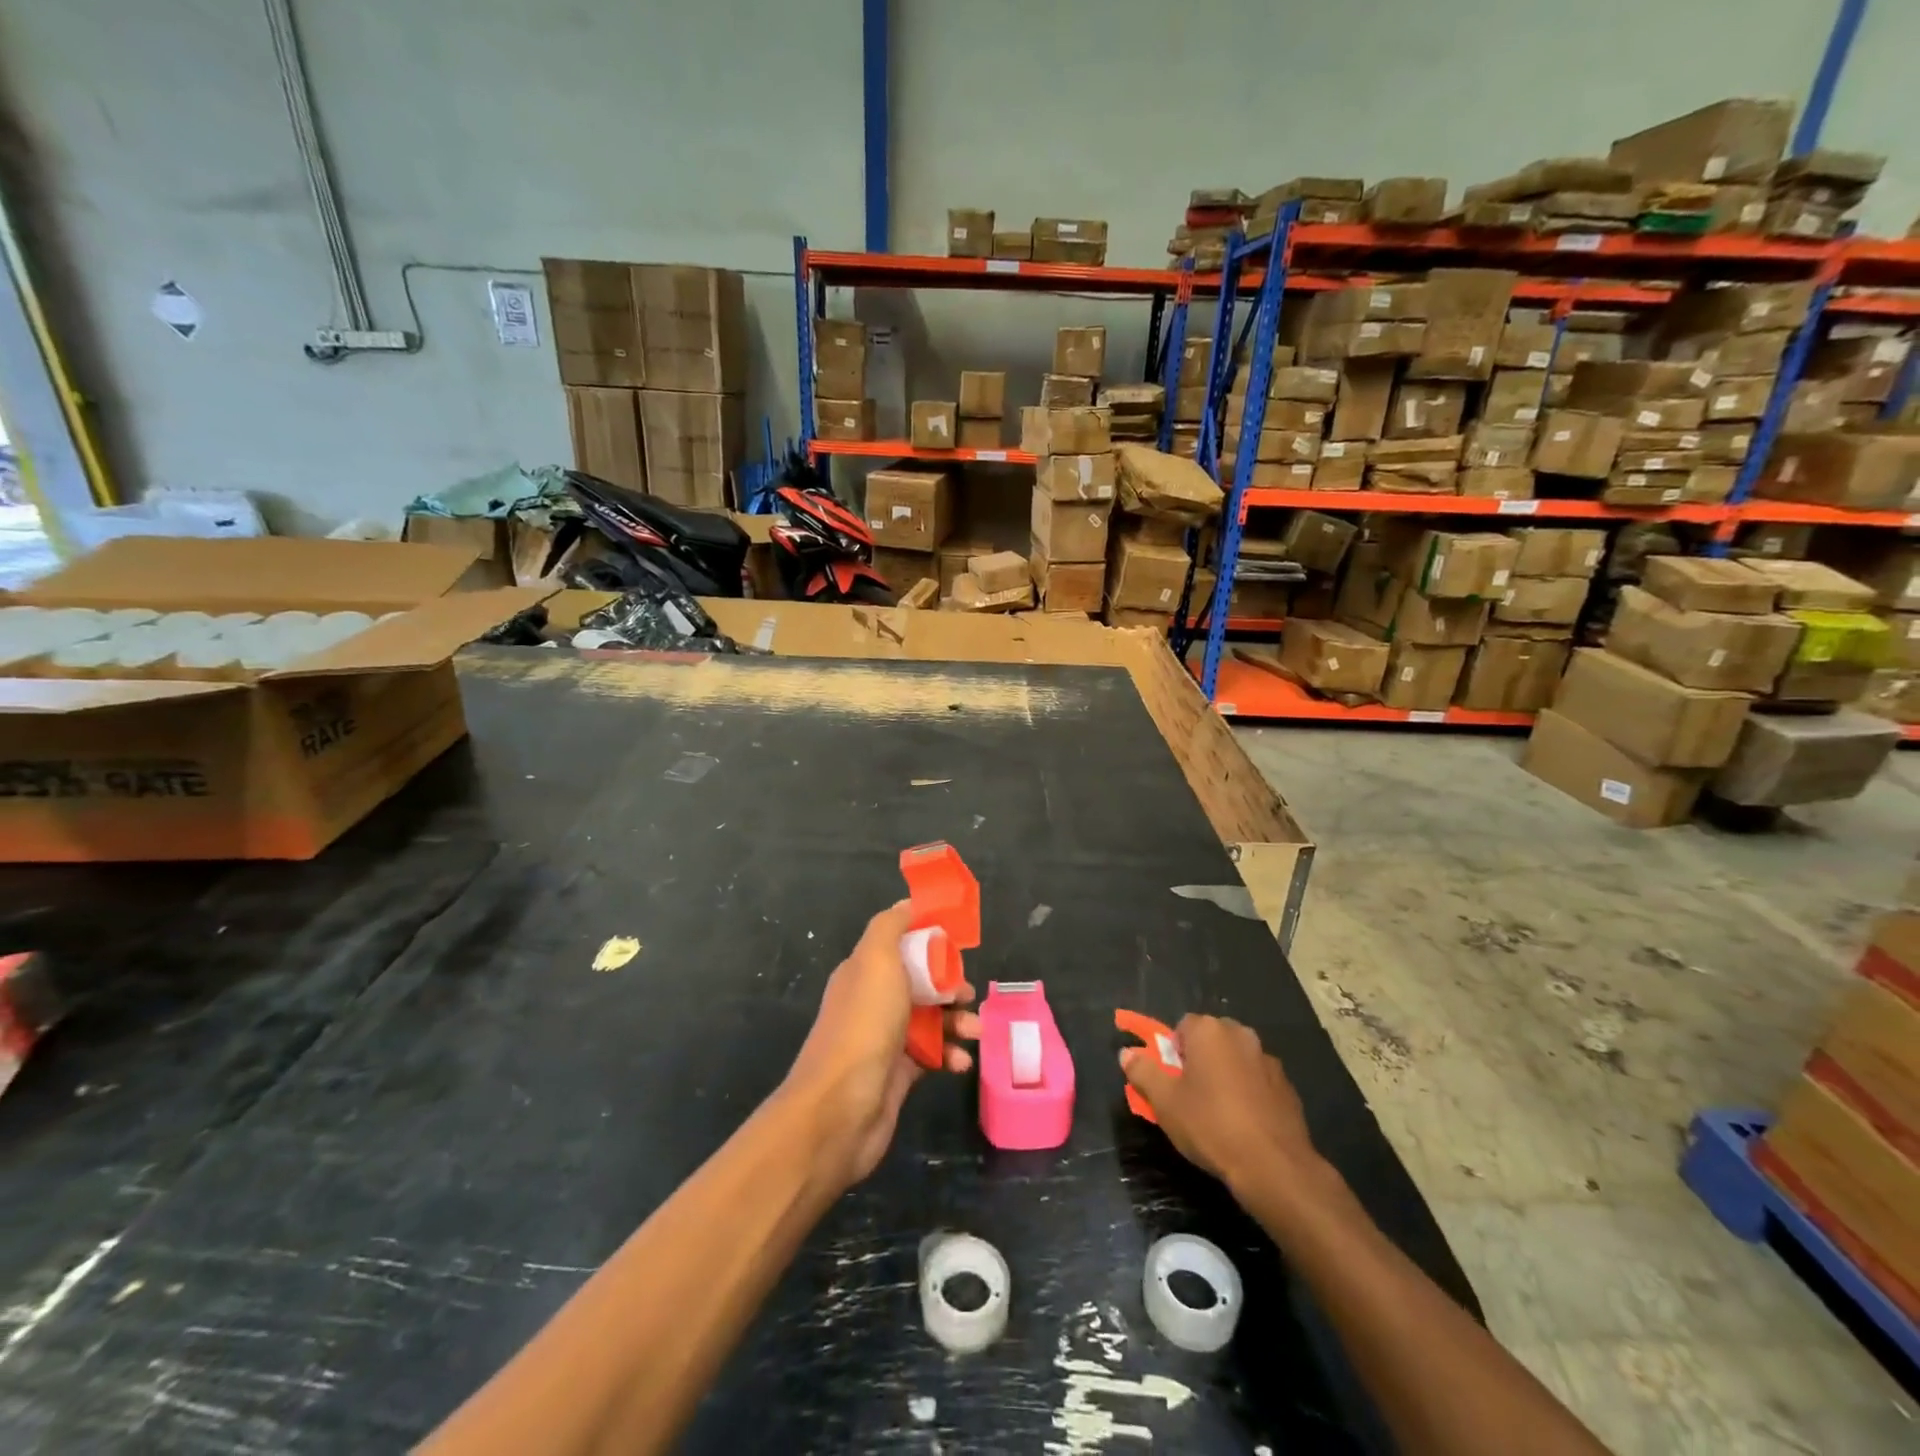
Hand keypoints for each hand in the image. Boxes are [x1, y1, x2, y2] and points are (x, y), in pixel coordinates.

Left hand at [781, 901, 978, 1189]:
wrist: (840, 1108)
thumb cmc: (864, 1025)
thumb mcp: (876, 960)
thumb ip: (891, 927)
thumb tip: (907, 904)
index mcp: (863, 971)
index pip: (901, 945)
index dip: (929, 941)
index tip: (958, 945)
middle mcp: (872, 1001)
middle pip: (920, 982)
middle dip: (949, 985)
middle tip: (969, 994)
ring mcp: (884, 1039)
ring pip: (929, 1019)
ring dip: (956, 1021)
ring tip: (976, 1032)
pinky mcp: (897, 1074)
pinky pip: (931, 1055)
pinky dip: (950, 1055)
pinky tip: (961, 1062)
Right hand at [1119, 1014, 1320, 1195]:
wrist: (1274, 1166)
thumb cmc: (1211, 1125)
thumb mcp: (1165, 1102)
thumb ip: (1143, 1071)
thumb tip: (1127, 1053)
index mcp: (1209, 1030)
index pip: (1182, 1027)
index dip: (1172, 1053)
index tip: (1170, 1081)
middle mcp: (1241, 1035)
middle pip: (1210, 1040)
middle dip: (1199, 1061)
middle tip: (1189, 1096)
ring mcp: (1268, 1060)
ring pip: (1236, 1061)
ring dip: (1225, 1076)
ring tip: (1218, 1114)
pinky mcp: (1288, 1087)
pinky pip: (1258, 1082)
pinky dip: (1249, 1094)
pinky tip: (1244, 1125)